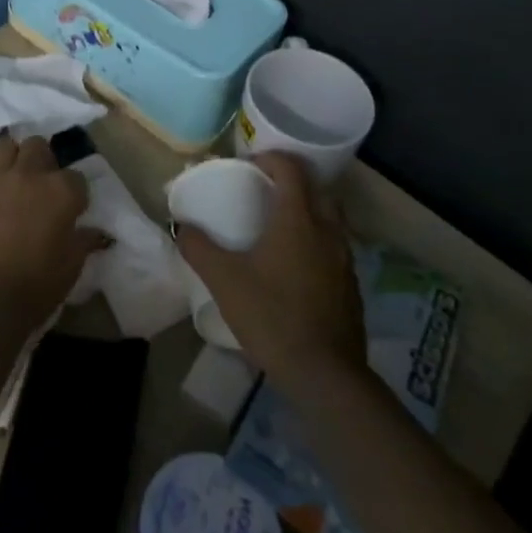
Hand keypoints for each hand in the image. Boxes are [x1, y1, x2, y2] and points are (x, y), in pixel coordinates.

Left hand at [0, 132, 100, 337]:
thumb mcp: (72, 266)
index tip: (70, 209)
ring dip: (8, 157)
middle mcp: (28, 174)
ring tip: (8, 176)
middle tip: (38, 184)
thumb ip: (85, 240)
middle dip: (41, 161)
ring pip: (2, 145)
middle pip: (37, 146)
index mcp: (61, 191)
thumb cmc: (37, 287)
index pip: (76, 177)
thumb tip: (98, 233)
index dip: (74, 193)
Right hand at [176, 152, 367, 391]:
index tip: (249, 165)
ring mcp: (344, 259)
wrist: (324, 374)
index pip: (291, 169)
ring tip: (278, 228)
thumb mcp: (224, 280)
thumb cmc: (272, 316)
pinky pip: (334, 247)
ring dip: (307, 212)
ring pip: (330, 219)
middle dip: (293, 182)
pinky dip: (316, 242)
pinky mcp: (351, 286)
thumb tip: (180, 226)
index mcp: (298, 219)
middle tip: (265, 192)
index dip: (270, 158)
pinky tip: (296, 267)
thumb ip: (199, 248)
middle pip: (317, 189)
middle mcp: (328, 230)